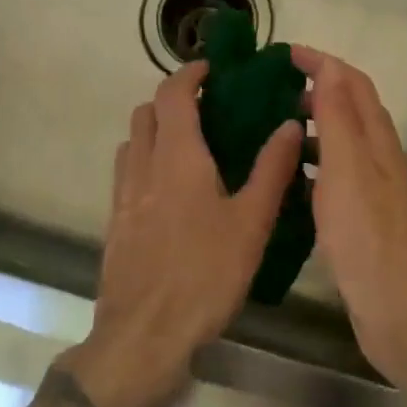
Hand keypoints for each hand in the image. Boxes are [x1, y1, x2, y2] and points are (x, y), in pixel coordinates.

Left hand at [65, 61, 303, 406]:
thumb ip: (272, 170)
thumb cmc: (205, 275)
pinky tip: (170, 193)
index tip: (212, 70)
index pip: (173, 94)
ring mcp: (123, 196)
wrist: (144, 336)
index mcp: (177, 158)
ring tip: (189, 148)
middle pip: (146, 113)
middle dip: (172, 101)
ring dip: (155, 131)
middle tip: (207, 111)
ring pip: (132, 142)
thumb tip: (290, 124)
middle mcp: (143, 167)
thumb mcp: (251, 223)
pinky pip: (126, 174)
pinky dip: (145, 162)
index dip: (189, 73)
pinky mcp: (115, 224)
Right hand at [292, 47, 406, 386]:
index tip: (281, 54)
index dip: (321, 62)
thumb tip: (330, 66)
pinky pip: (333, 176)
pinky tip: (285, 178)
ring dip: (311, 125)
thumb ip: (340, 118)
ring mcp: (372, 191)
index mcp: (378, 142)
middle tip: (267, 90)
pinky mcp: (362, 220)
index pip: (353, 83)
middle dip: (314, 88)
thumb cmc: (369, 239)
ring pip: (341, 142)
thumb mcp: (348, 171)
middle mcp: (379, 159)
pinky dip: (311, 163)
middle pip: (350, 108)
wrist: (401, 313)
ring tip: (269, 127)